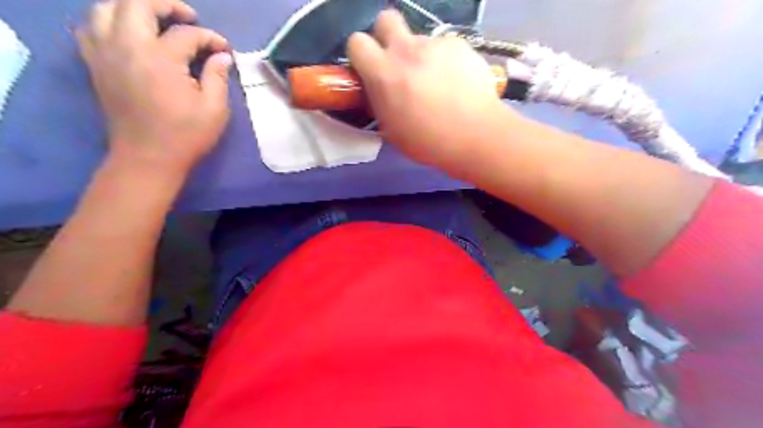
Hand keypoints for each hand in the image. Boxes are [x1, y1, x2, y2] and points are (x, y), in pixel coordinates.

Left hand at [77, 0, 234, 177]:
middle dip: (166, 5)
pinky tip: (127, 33)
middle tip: (188, 18)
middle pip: (137, 4)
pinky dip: (109, 22)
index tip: (225, 49)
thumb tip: (223, 57)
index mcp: (160, 59)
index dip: (210, 39)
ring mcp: (105, 54)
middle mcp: (127, 47)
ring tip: (156, 19)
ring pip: (107, 8)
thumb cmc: (186, 136)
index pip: (186, 34)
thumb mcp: (214, 110)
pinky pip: (90, 28)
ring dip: (134, 7)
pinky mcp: (96, 65)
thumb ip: (218, 77)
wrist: (148, 158)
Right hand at [348, 9, 508, 170]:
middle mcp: (406, 50)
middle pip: (386, 18)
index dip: (361, 54)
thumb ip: (380, 102)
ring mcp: (435, 44)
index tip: (370, 69)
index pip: (356, 42)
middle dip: (387, 36)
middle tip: (398, 62)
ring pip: (419, 39)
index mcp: (383, 73)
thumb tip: (380, 91)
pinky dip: (445, 60)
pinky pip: (444, 47)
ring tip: (437, 82)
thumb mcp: (391, 129)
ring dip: (421, 56)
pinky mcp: (459, 44)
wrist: (475, 135)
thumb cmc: (428, 142)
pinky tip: (456, 82)